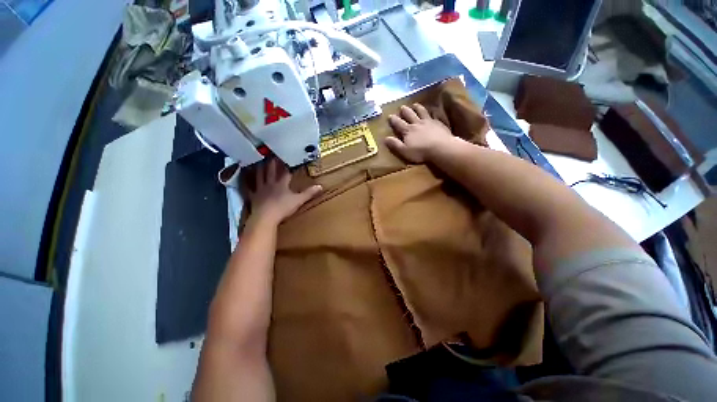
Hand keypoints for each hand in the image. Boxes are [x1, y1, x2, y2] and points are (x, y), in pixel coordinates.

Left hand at [246, 158, 321, 224]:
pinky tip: (244, 178)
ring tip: (259, 161)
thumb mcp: (299, 200)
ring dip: (259, 168)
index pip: (285, 172)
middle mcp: (270, 183)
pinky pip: (249, 187)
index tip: (288, 158)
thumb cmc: (283, 208)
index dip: (287, 166)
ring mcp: (260, 189)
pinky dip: (247, 182)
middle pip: (271, 171)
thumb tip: (320, 186)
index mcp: (281, 184)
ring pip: (259, 176)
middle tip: (271, 154)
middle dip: (272, 163)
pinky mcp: (253, 196)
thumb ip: (309, 193)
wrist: (266, 217)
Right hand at [385, 104, 454, 162]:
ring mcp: (428, 122)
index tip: (390, 115)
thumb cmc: (420, 152)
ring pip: (421, 112)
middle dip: (405, 111)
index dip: (393, 120)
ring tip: (415, 105)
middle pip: (410, 115)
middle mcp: (417, 124)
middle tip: (402, 107)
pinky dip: (431, 112)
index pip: (398, 123)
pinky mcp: (438, 123)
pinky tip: (432, 111)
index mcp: (408, 131)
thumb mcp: (404, 151)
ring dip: (417, 108)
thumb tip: (385, 138)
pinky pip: (433, 115)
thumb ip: (395, 144)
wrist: (441, 148)